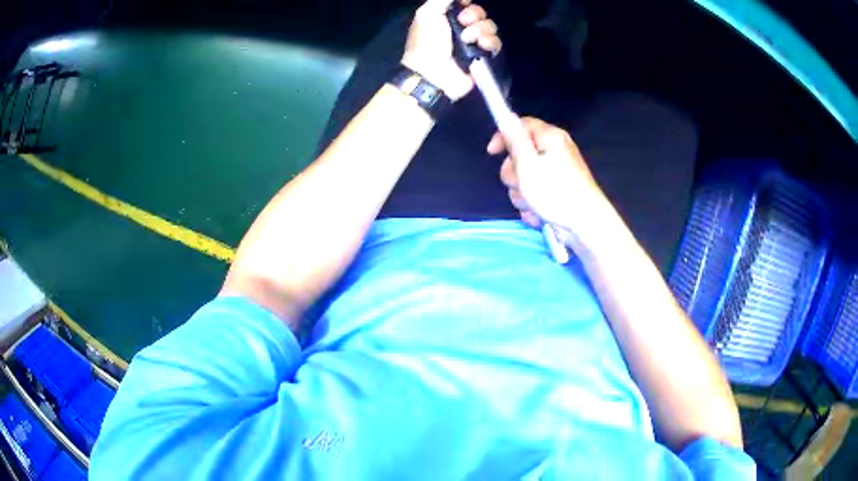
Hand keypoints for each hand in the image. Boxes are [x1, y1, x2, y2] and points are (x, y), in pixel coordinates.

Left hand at [402, 0, 500, 101]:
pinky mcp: (482, 55)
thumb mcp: (428, 13)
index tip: (462, 4)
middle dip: (474, 15)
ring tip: (467, 39)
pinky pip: (495, 42)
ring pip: (489, 26)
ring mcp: (473, 41)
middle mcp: (460, 26)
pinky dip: (489, 42)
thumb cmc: (427, 42)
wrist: (432, 73)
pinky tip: (480, 46)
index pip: (465, 3)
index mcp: (446, 15)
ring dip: (480, 30)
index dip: (467, 3)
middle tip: (462, 23)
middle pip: (479, 12)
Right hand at [487, 117, 607, 240]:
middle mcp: (555, 151)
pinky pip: (535, 194)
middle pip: (520, 155)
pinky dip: (533, 205)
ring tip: (533, 203)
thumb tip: (505, 115)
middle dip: (514, 173)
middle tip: (521, 184)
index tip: (492, 153)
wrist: (584, 226)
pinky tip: (540, 214)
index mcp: (550, 137)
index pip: (521, 125)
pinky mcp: (558, 193)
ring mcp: (557, 173)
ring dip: (522, 193)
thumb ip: (514, 139)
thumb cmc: (555, 192)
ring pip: (525, 178)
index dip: (504, 136)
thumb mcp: (527, 162)